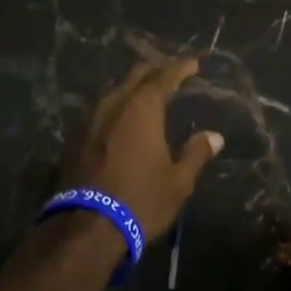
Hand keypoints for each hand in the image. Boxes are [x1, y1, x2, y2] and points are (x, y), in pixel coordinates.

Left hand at [61, 58, 221, 240]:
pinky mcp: (75, 137)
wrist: (86, 227)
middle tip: (170, 72)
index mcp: (141, 108)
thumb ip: (196, 153)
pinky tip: (121, 118)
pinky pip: (100, 109)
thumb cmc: (140, 200)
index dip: (180, 68)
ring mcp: (90, 119)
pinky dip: (116, 106)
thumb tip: (215, 136)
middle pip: (135, 76)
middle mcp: (114, 104)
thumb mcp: (178, 182)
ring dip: (132, 87)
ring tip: (146, 92)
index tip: (193, 63)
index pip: (163, 76)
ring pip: (114, 91)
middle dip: (154, 70)